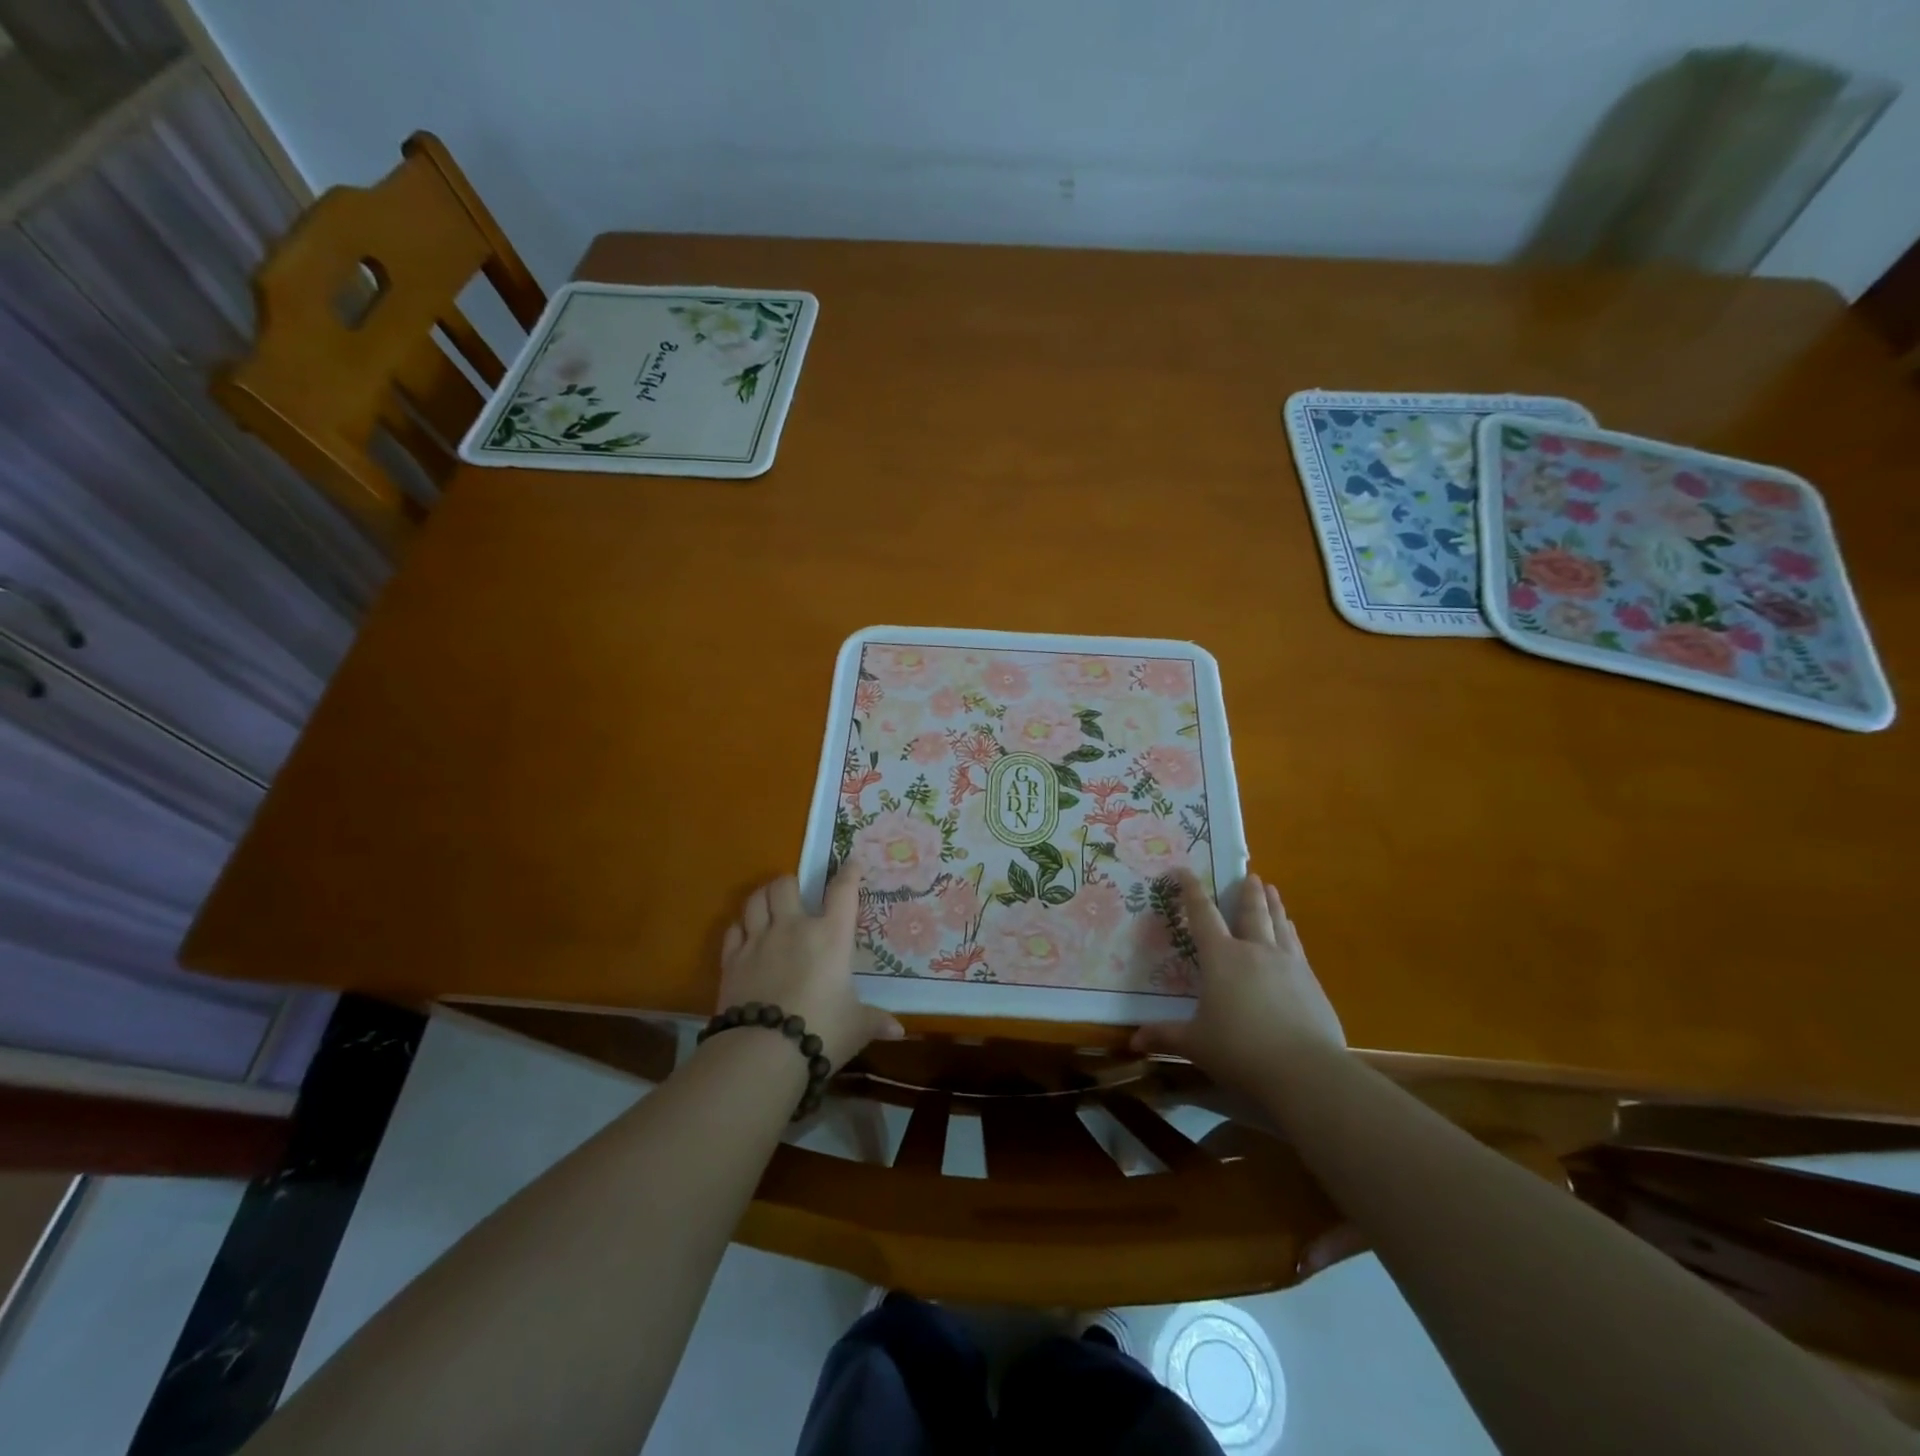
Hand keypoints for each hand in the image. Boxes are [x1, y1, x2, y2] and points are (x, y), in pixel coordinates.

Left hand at [718, 873, 903, 1067]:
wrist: (763, 1052)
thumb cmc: (821, 1031)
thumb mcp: (856, 1027)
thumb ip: (875, 1021)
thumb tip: (898, 1030)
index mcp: (830, 936)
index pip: (842, 892)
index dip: (848, 873)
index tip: (851, 864)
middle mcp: (793, 928)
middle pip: (785, 885)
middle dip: (791, 883)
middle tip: (797, 893)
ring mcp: (758, 941)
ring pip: (756, 900)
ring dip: (763, 897)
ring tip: (769, 904)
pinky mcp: (731, 960)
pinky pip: (733, 929)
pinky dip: (740, 927)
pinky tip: (745, 935)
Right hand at [1132, 868, 1344, 1095]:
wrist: (1305, 1071)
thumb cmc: (1240, 1051)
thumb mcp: (1196, 1044)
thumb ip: (1165, 1035)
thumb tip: (1134, 1040)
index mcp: (1221, 958)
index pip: (1202, 915)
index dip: (1192, 891)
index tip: (1184, 871)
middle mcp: (1255, 951)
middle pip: (1251, 912)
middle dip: (1247, 891)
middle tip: (1249, 874)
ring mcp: (1288, 964)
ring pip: (1279, 924)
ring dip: (1274, 905)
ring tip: (1273, 890)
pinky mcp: (1312, 983)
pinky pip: (1297, 947)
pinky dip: (1292, 933)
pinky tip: (1293, 933)